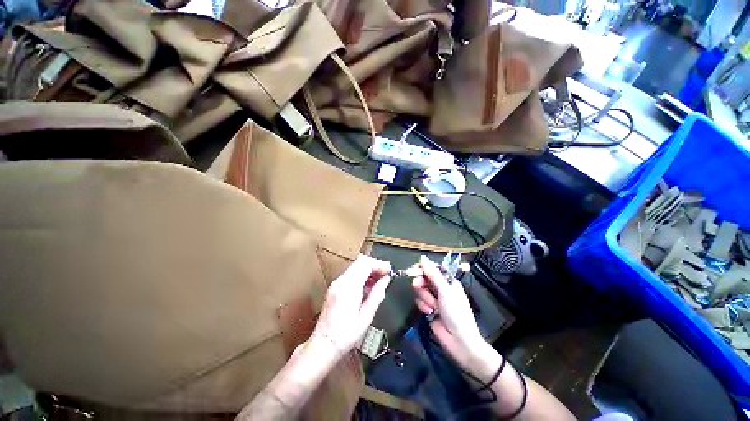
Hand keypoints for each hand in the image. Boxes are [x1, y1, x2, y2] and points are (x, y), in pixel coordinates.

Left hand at [311, 255, 391, 356]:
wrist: (323, 345)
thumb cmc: (346, 335)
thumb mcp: (366, 316)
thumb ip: (377, 294)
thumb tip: (386, 280)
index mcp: (349, 287)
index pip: (365, 264)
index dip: (379, 264)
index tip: (389, 271)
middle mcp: (341, 281)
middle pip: (360, 262)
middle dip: (375, 266)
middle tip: (386, 274)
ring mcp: (336, 283)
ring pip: (356, 267)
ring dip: (369, 270)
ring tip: (380, 282)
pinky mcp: (334, 288)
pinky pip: (351, 274)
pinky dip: (361, 276)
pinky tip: (368, 287)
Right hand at [412, 255, 491, 370]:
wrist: (458, 341)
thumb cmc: (456, 313)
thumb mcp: (445, 291)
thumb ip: (433, 274)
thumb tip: (423, 258)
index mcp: (448, 281)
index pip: (432, 269)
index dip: (423, 268)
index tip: (413, 270)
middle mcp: (440, 288)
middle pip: (424, 278)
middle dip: (421, 283)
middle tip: (417, 285)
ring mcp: (434, 299)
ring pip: (420, 290)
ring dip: (424, 298)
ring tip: (432, 306)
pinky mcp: (428, 309)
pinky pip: (420, 301)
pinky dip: (423, 306)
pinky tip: (430, 313)